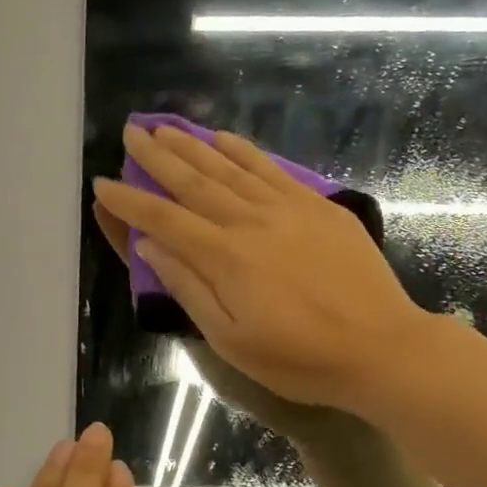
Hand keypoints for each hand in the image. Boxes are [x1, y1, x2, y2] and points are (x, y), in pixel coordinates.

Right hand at [92, 123, 427, 415]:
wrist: (383, 348)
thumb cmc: (300, 358)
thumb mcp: (231, 339)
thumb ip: (188, 287)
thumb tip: (151, 247)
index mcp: (224, 257)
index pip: (163, 220)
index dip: (129, 201)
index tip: (102, 183)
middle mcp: (249, 221)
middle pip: (192, 181)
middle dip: (156, 156)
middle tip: (130, 132)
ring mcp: (285, 208)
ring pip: (227, 167)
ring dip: (191, 145)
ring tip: (164, 127)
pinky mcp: (315, 206)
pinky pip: (270, 168)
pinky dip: (242, 150)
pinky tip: (222, 138)